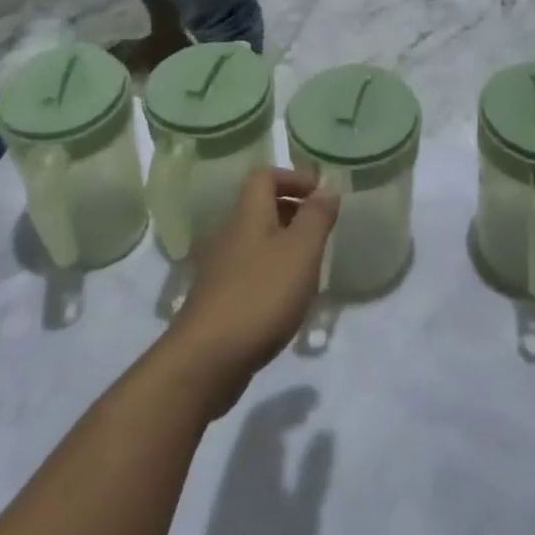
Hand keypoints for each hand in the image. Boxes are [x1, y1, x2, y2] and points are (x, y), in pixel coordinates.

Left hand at [168, 170, 339, 417]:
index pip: (265, 175)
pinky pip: (251, 270)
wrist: (206, 358)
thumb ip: (316, 217)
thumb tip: (328, 188)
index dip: (294, 178)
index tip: (321, 196)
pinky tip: (288, 298)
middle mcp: (230, 233)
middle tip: (322, 230)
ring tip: (310, 265)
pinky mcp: (220, 299)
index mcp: (248, 214)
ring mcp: (221, 267)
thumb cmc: (260, 295)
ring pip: (257, 240)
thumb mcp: (300, 251)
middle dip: (293, 211)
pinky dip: (272, 273)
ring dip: (285, 244)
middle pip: (260, 206)